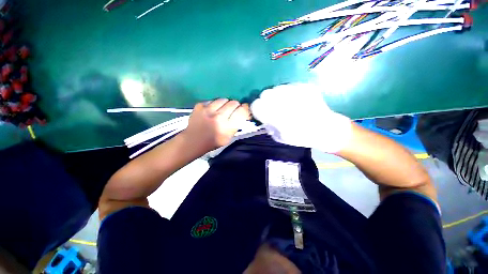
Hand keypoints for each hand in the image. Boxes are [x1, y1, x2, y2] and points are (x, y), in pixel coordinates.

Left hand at [181, 99, 250, 153]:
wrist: (194, 140)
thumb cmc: (213, 141)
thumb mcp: (229, 138)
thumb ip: (237, 125)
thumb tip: (244, 113)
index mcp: (227, 126)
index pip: (242, 111)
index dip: (245, 109)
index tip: (244, 109)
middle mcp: (218, 116)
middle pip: (234, 103)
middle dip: (236, 106)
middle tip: (233, 110)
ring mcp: (208, 110)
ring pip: (224, 99)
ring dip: (226, 104)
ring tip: (222, 109)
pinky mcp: (200, 105)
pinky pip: (212, 100)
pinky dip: (215, 104)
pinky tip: (212, 110)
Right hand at [251, 83, 351, 152]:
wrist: (326, 129)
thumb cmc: (301, 137)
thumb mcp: (279, 137)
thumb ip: (268, 125)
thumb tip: (262, 116)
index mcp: (277, 116)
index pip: (256, 105)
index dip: (257, 108)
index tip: (261, 113)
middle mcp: (285, 102)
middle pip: (265, 94)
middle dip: (266, 101)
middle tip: (273, 107)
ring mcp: (296, 92)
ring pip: (276, 88)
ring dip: (277, 96)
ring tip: (285, 104)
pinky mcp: (305, 87)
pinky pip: (288, 86)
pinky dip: (288, 93)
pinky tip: (295, 101)